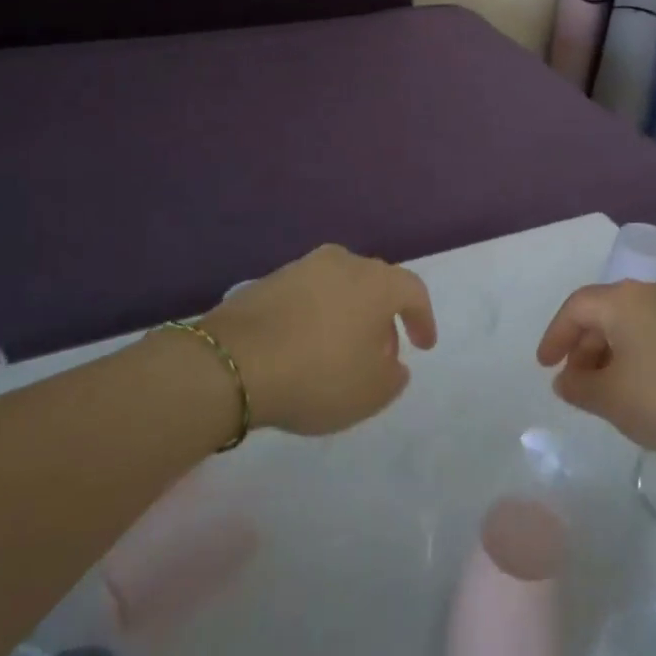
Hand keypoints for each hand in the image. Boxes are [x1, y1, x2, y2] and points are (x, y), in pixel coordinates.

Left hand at [201, 245, 436, 435]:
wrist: (232, 363)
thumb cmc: (317, 375)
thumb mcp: (371, 393)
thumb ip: (394, 377)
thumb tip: (393, 363)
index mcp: (377, 282)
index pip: (413, 291)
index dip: (423, 319)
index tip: (423, 347)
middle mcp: (343, 262)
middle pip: (376, 284)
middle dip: (384, 318)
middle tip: (382, 353)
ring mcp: (302, 267)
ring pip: (340, 287)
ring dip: (348, 315)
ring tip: (340, 351)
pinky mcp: (268, 280)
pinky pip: (307, 296)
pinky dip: (316, 316)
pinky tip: (305, 346)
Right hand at [536, 281, 655, 458]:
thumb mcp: (612, 399)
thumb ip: (579, 387)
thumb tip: (566, 379)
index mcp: (622, 300)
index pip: (575, 308)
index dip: (555, 335)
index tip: (544, 366)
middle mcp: (648, 292)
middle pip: (602, 312)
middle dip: (582, 346)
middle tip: (574, 382)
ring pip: (628, 323)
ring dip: (608, 352)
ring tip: (604, 391)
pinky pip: (651, 332)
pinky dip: (634, 354)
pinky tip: (638, 387)